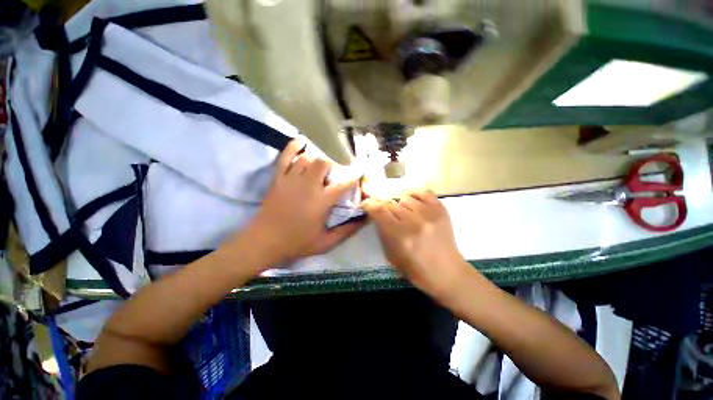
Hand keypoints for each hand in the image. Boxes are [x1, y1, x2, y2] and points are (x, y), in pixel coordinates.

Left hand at [227, 139, 364, 271]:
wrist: (264, 241)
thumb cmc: (297, 243)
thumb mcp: (326, 243)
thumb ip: (346, 231)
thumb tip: (364, 220)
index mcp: (321, 202)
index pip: (343, 183)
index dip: (354, 175)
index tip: (359, 171)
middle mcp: (308, 186)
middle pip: (324, 163)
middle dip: (334, 163)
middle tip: (337, 170)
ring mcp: (291, 180)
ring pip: (308, 158)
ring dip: (318, 157)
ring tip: (323, 162)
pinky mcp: (278, 178)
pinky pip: (285, 156)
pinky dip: (293, 146)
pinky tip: (301, 141)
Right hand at [361, 190, 468, 296]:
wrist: (446, 272)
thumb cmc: (415, 269)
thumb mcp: (390, 255)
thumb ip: (382, 231)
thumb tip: (375, 213)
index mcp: (400, 236)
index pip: (378, 210)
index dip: (369, 204)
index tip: (366, 204)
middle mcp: (414, 222)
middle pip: (390, 203)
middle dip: (383, 207)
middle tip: (386, 213)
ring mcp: (429, 214)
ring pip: (404, 197)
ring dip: (400, 205)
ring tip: (404, 214)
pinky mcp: (441, 209)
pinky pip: (423, 192)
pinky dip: (414, 195)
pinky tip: (413, 202)